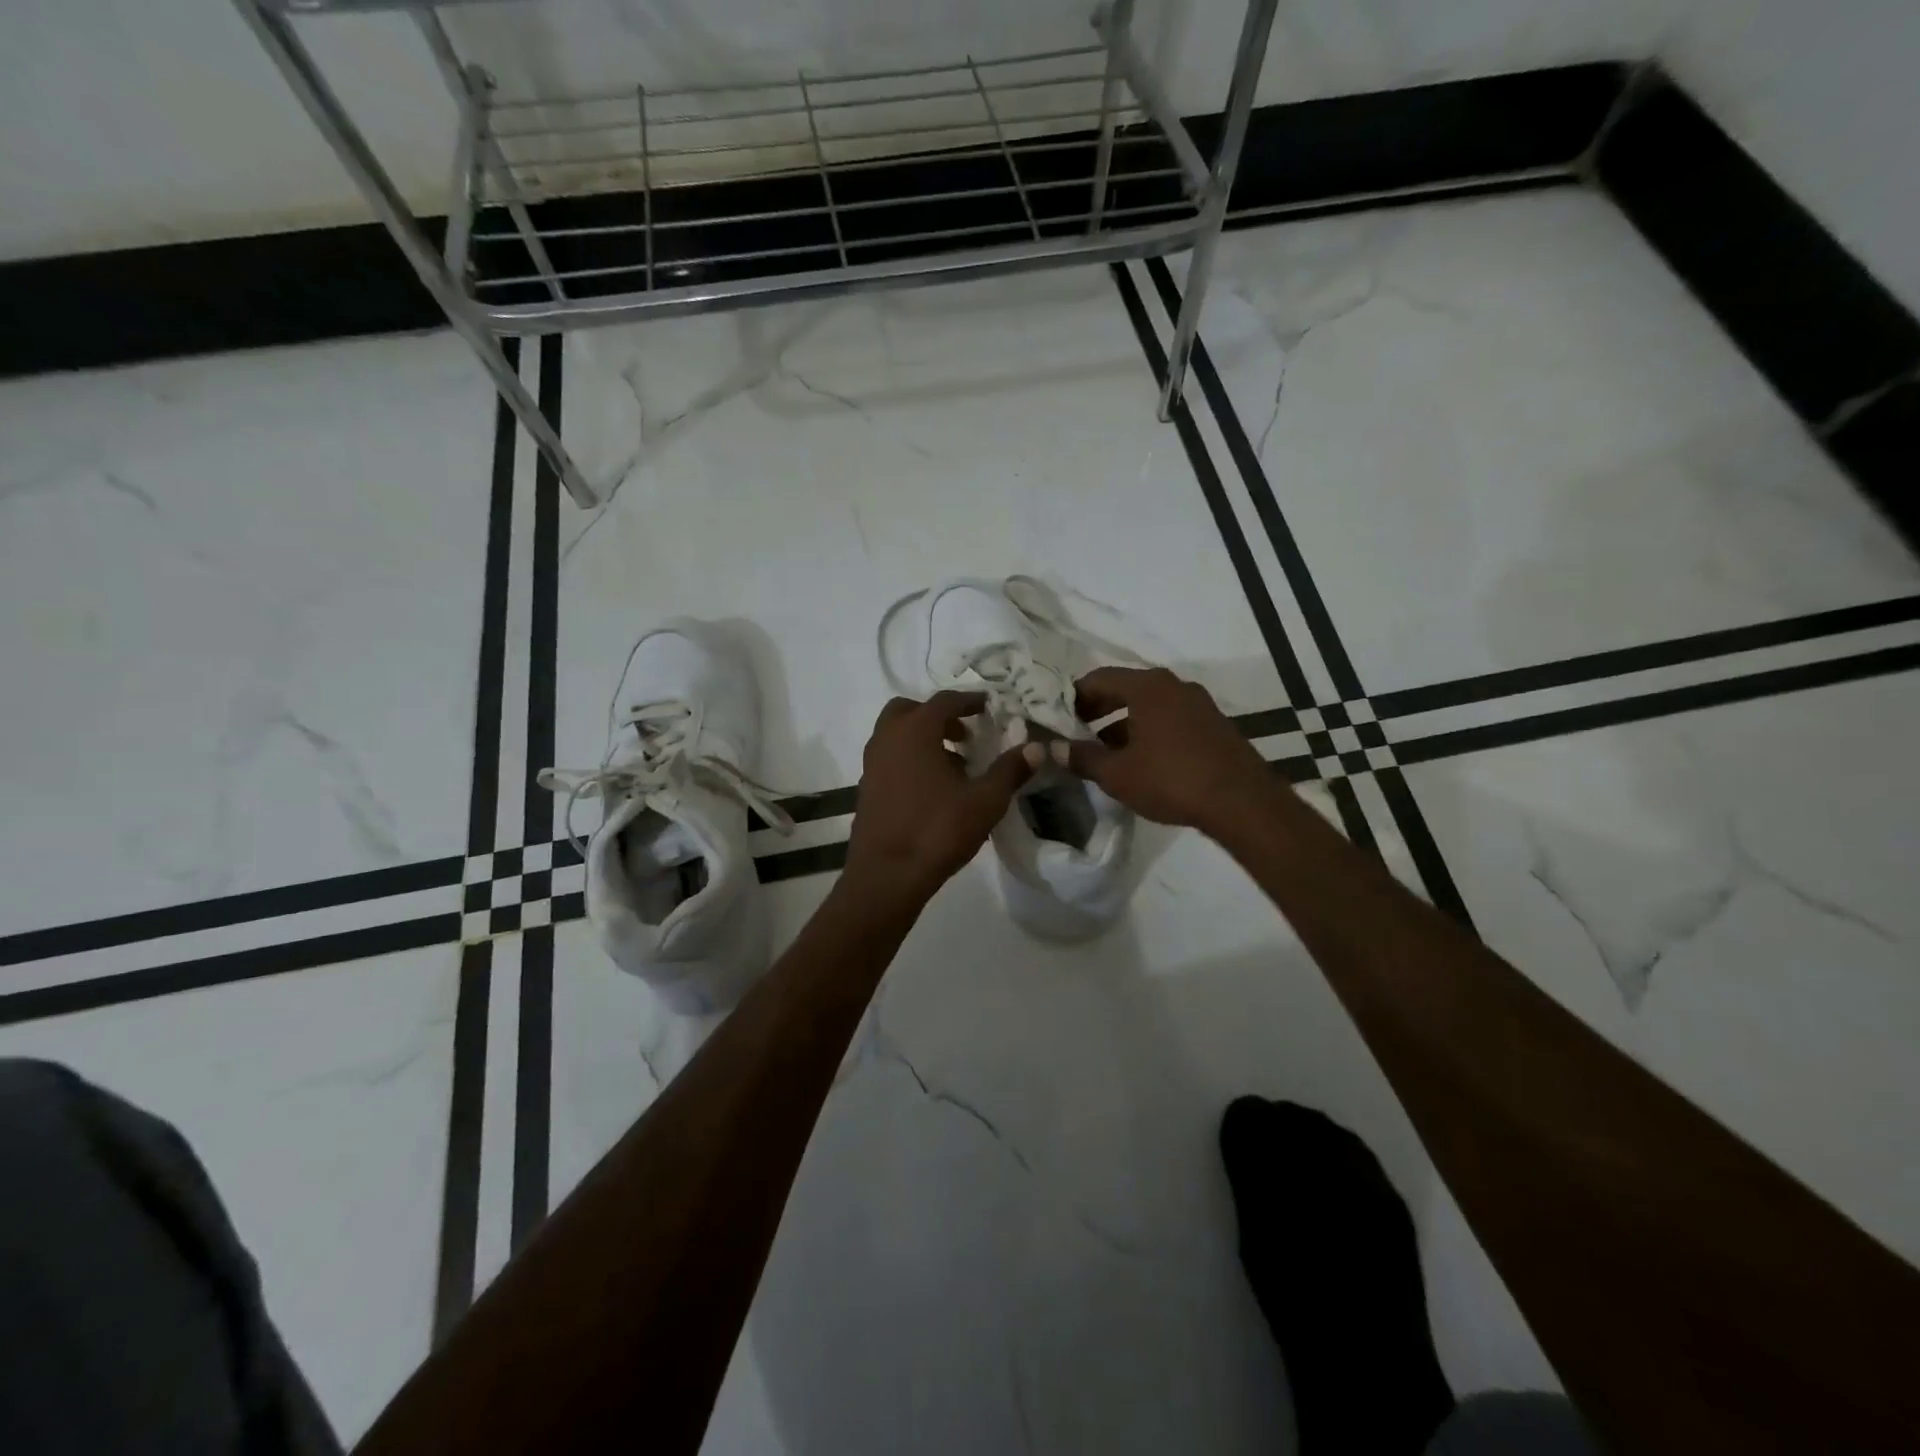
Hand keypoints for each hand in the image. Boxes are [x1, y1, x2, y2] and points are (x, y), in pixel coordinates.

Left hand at [844, 692, 1035, 903]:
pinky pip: (889, 758)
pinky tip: (932, 789)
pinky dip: (909, 759)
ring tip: (954, 765)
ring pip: (896, 736)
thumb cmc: (938, 830)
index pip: (944, 701)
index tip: (988, 706)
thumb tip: (1036, 748)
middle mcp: (887, 739)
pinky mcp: (865, 789)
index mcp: (915, 731)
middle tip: (964, 735)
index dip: (969, 701)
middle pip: (910, 711)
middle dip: (938, 717)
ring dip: (923, 739)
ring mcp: (871, 764)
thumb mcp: (985, 801)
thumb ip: (1010, 770)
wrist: (887, 875)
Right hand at [1066, 667, 1273, 832]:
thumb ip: (1082, 758)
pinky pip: (1171, 719)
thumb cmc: (1171, 779)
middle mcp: (1174, 686)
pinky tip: (1142, 761)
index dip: (1074, 697)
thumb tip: (1054, 749)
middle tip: (1078, 732)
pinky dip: (1150, 731)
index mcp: (1147, 687)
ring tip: (1107, 752)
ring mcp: (1198, 703)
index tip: (1059, 718)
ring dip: (1124, 724)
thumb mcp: (1117, 773)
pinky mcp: (1214, 724)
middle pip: (1125, 689)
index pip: (1099, 678)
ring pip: (1149, 706)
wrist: (1241, 802)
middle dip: (1099, 710)